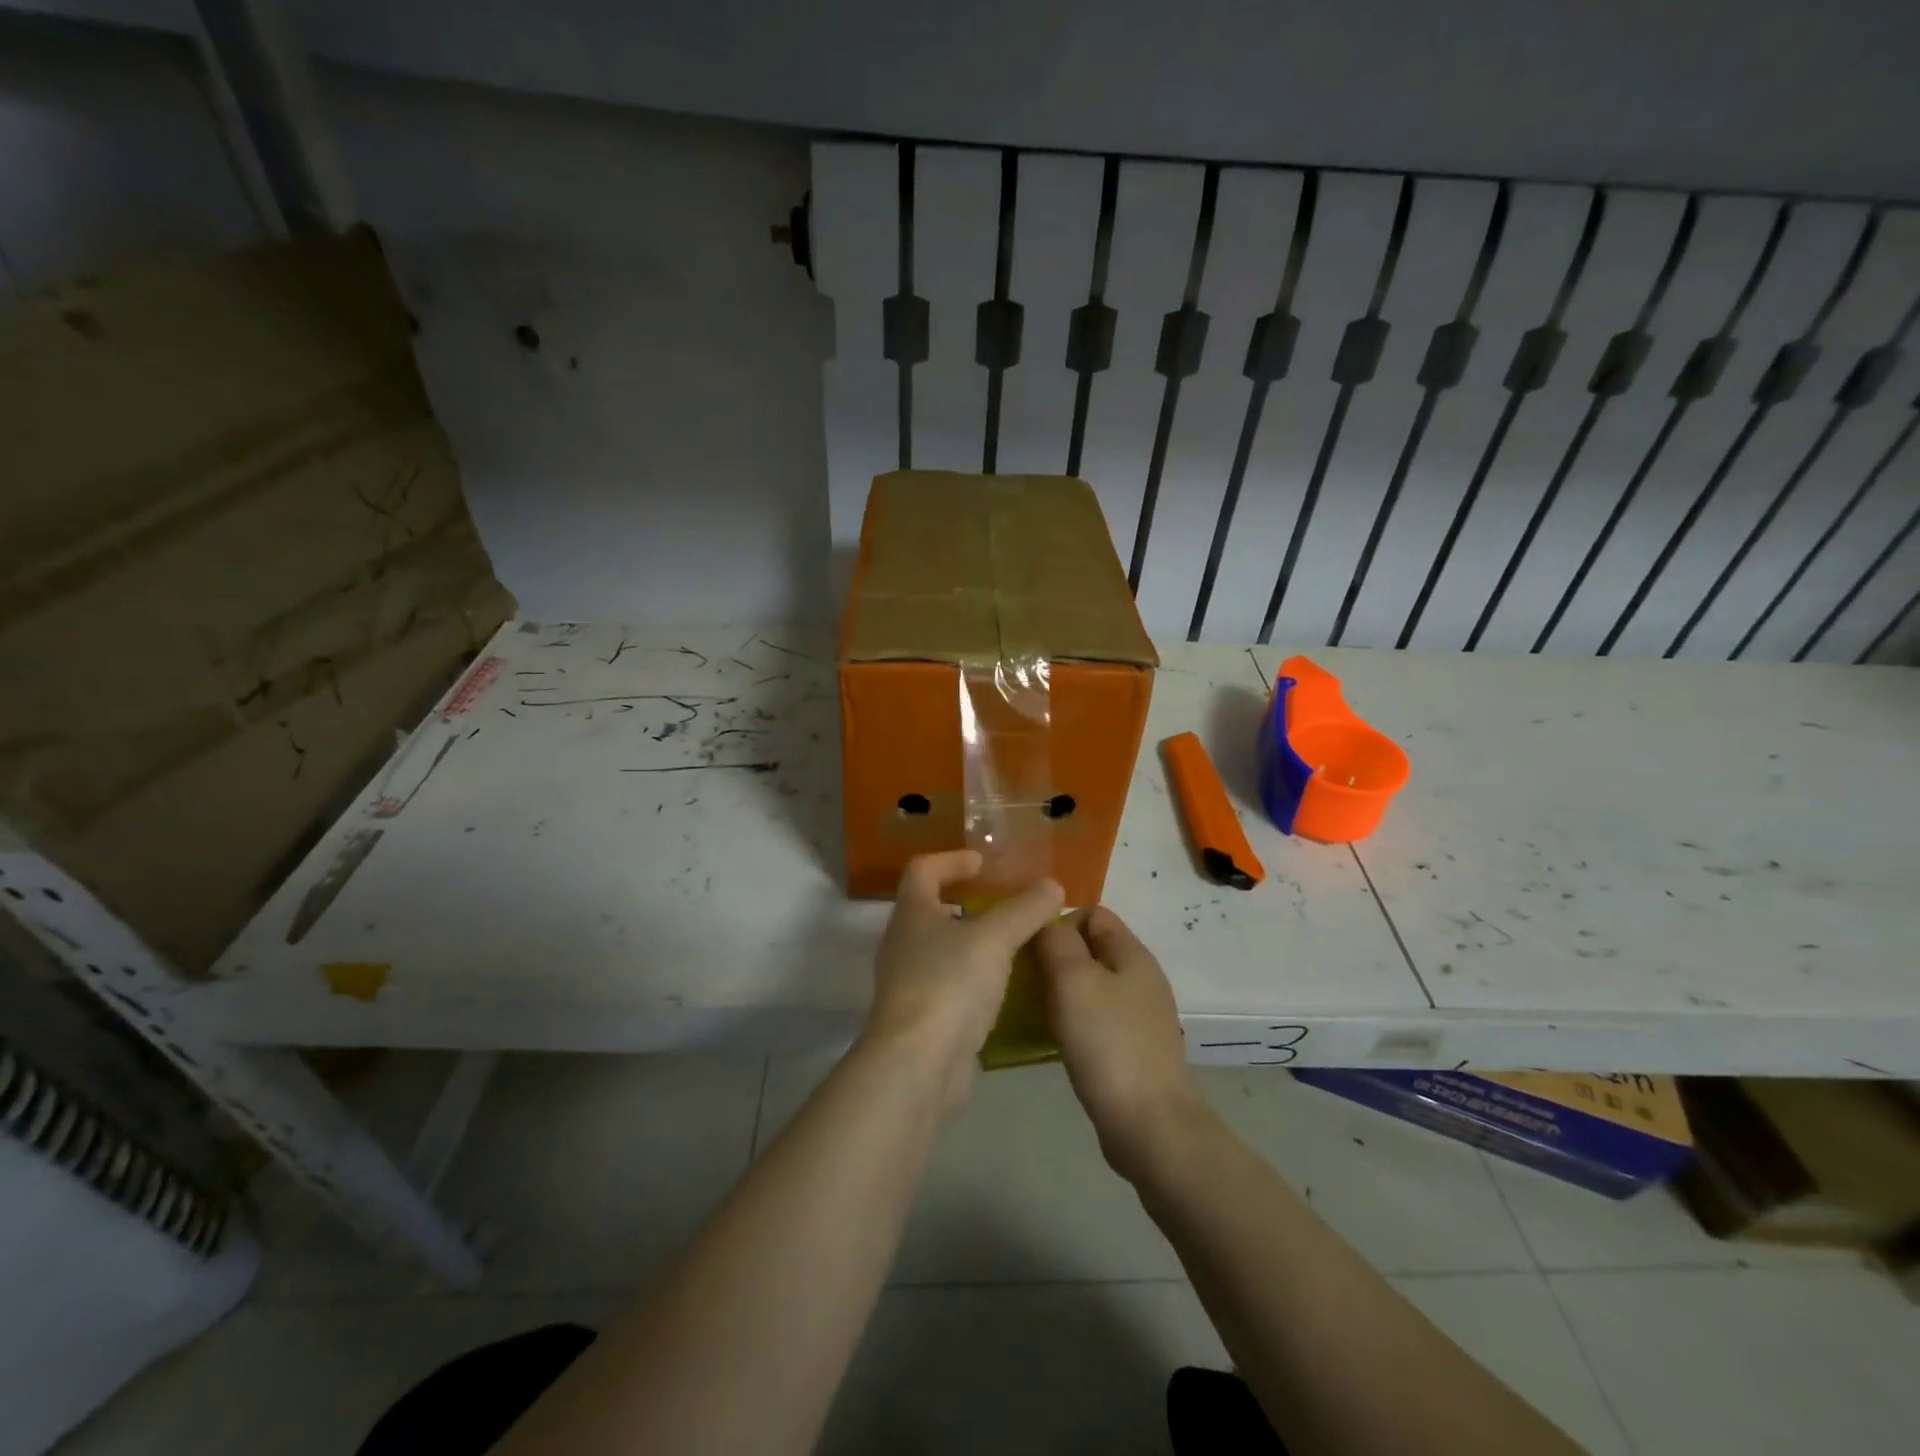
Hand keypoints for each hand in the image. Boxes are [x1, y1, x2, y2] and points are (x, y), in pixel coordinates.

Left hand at [862, 851, 1063, 1109]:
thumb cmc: (950, 984)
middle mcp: (904, 942)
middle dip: (968, 901)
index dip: (952, 859)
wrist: (917, 1065)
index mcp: (912, 912)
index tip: (985, 862)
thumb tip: (1053, 885)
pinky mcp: (924, 1016)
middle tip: (1006, 902)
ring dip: (974, 940)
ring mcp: (909, 982)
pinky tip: (1006, 986)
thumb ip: (1025, 909)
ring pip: (943, 948)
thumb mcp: (995, 939)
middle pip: (931, 907)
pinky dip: (976, 977)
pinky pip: (951, 983)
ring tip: (1014, 943)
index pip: (923, 869)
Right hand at [1036, 907, 1201, 1179]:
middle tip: (1025, 981)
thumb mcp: (1073, 979)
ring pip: (1090, 984)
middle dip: (1055, 958)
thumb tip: (1047, 922)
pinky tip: (1053, 1039)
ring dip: (1060, 991)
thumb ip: (1056, 941)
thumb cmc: (1107, 1042)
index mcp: (1132, 953)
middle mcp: (1139, 977)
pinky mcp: (1132, 1047)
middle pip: (1090, 948)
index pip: (1093, 913)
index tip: (1031, 950)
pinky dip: (1072, 1020)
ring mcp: (1138, 1014)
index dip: (1060, 922)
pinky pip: (1095, 1017)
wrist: (1149, 1124)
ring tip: (1033, 1010)